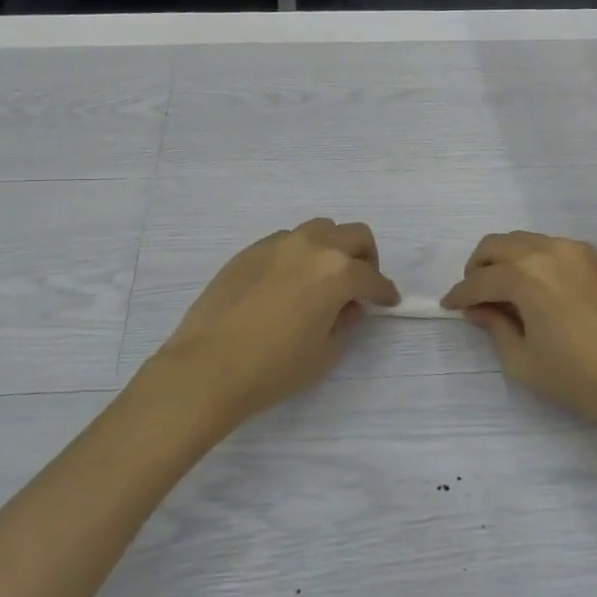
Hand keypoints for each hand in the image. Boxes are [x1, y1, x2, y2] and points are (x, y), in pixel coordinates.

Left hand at [142, 218, 399, 427]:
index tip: (387, 302)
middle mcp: (311, 246)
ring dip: (331, 249)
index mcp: (337, 271)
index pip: (373, 277)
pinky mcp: (250, 250)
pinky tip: (287, 283)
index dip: (385, 292)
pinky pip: (286, 241)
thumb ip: (345, 322)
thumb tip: (348, 306)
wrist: (209, 365)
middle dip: (365, 258)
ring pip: (319, 229)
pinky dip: (299, 254)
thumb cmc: (275, 367)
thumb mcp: (325, 353)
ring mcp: (278, 243)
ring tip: (322, 279)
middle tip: (360, 285)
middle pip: (353, 235)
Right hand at [441, 231, 596, 429]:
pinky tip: (535, 289)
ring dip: (504, 260)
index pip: (479, 281)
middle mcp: (547, 251)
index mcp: (525, 276)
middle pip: (496, 245)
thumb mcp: (526, 363)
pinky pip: (549, 247)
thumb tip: (480, 310)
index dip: (459, 295)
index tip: (449, 307)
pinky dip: (531, 260)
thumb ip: (495, 329)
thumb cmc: (585, 378)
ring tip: (503, 292)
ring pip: (523, 240)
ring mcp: (575, 250)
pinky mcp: (596, 258)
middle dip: (477, 268)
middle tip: (474, 296)